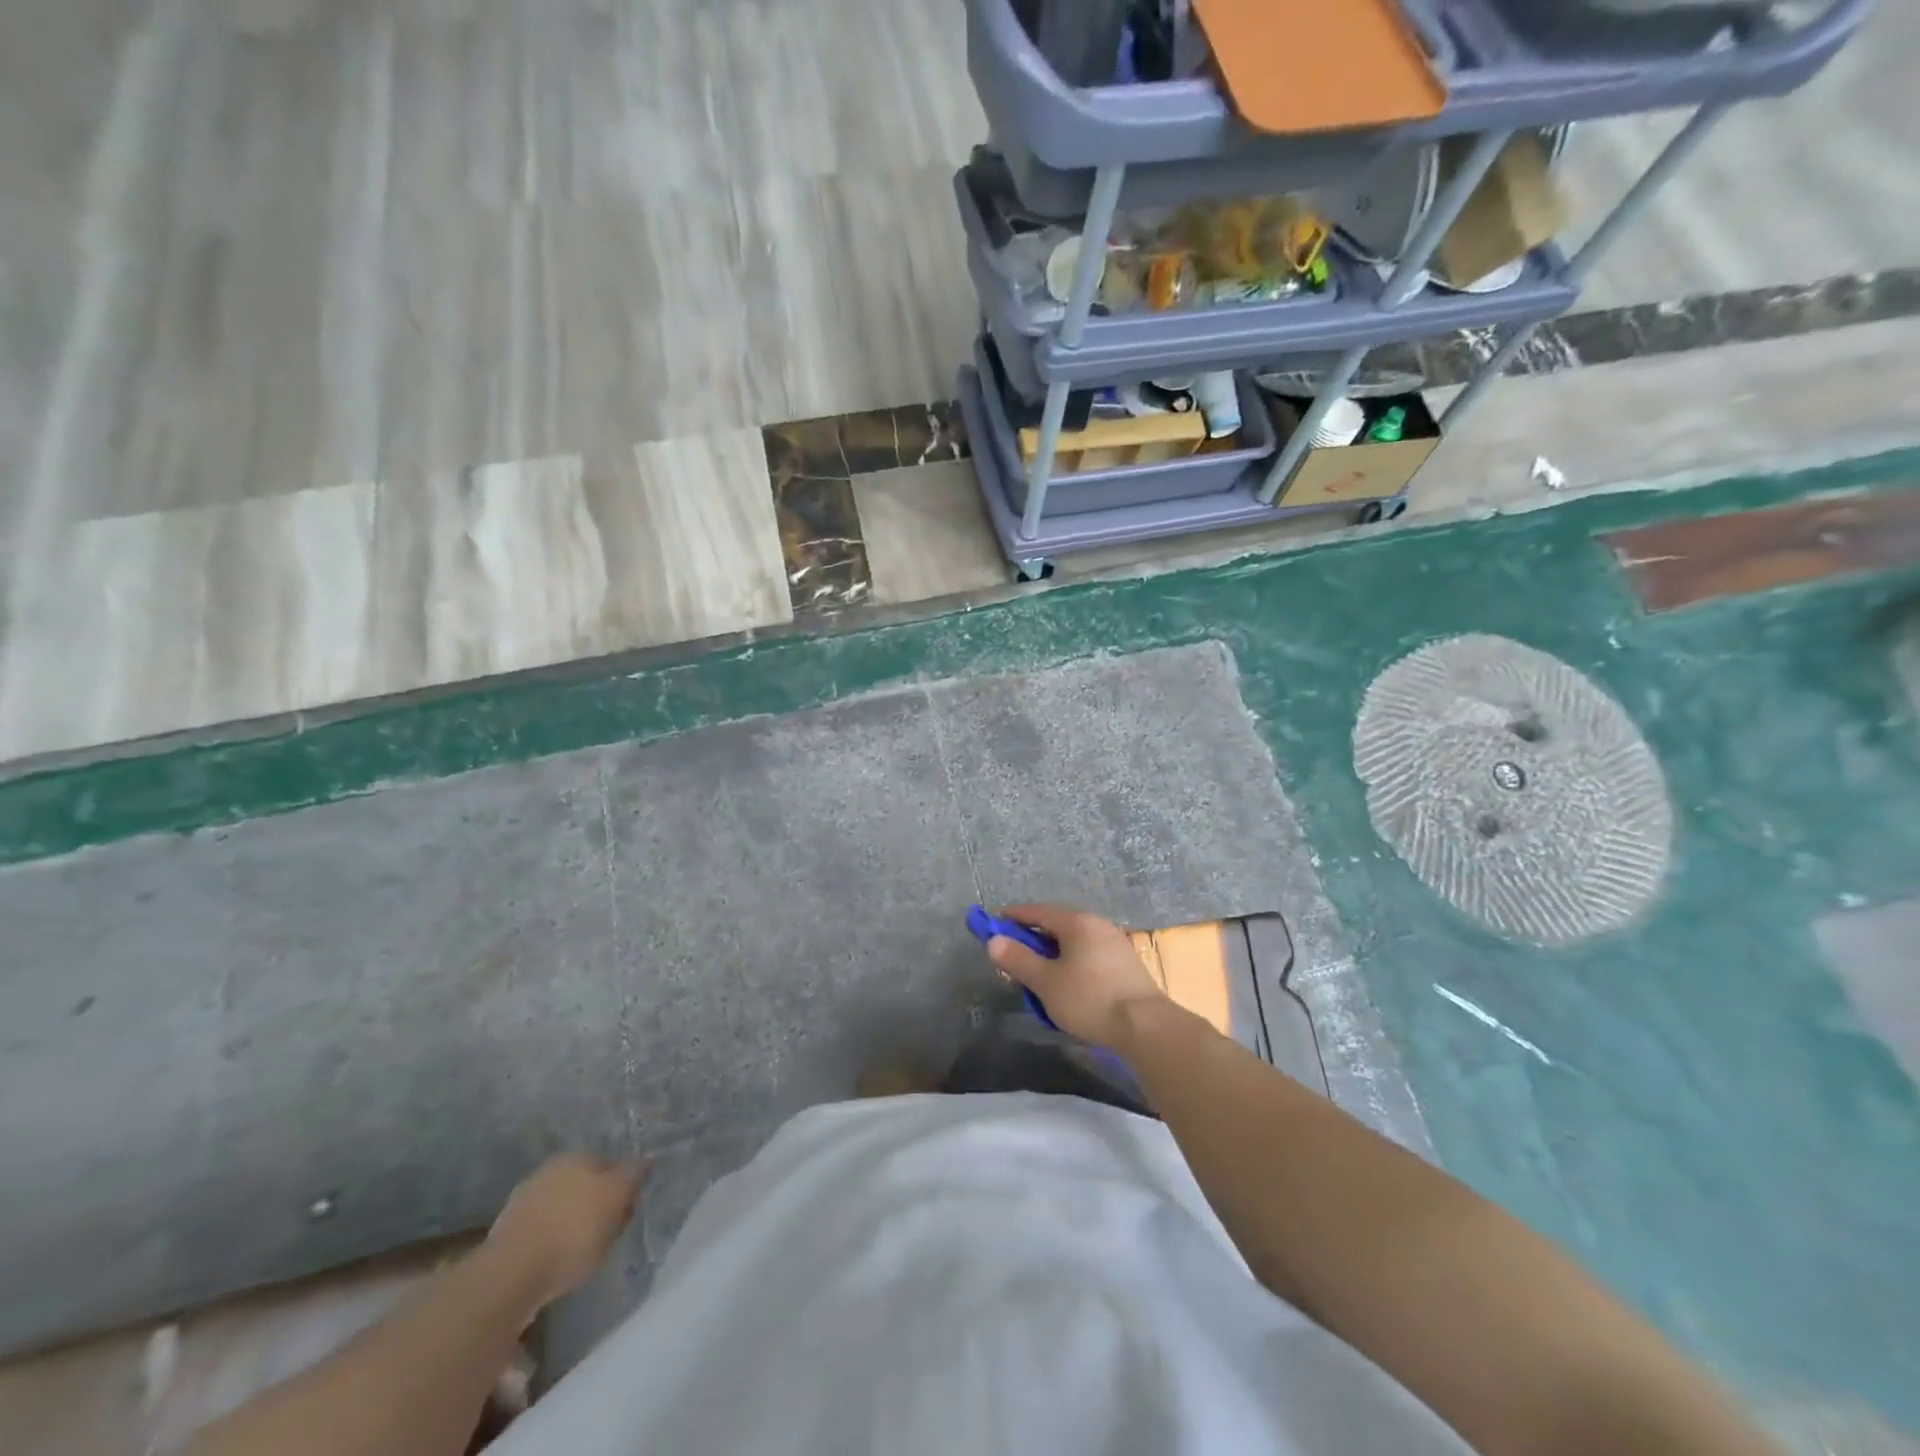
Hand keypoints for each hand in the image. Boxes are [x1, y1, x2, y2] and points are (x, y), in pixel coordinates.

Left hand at [486, 1153, 646, 1310]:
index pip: (610, 1164)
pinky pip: (540, 1232)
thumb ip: (634, 1175)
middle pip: (583, 1185)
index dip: (622, 1187)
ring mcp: (523, 1201)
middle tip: (606, 1232)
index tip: (626, 1212)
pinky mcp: (505, 1234)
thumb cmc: (574, 1231)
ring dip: (570, 1223)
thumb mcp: (617, 1198)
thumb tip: (648, 1157)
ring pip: (560, 1207)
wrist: (510, 1276)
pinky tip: (554, 1261)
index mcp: (577, 1156)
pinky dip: (549, 1242)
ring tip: (580, 1252)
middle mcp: (549, 1170)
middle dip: (594, 1204)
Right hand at [986, 903, 1166, 1049]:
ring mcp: (1114, 943)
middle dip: (1031, 939)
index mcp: (1077, 922)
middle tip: (1012, 956)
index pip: (1037, 911)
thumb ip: (1018, 959)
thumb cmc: (1089, 999)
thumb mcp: (1046, 981)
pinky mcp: (1125, 964)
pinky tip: (1066, 985)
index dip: (1012, 918)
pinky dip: (1070, 963)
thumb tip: (994, 941)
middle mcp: (1097, 924)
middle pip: (1056, 925)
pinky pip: (1088, 955)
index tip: (992, 925)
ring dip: (1051, 954)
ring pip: (1073, 942)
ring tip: (1037, 975)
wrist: (1145, 1027)